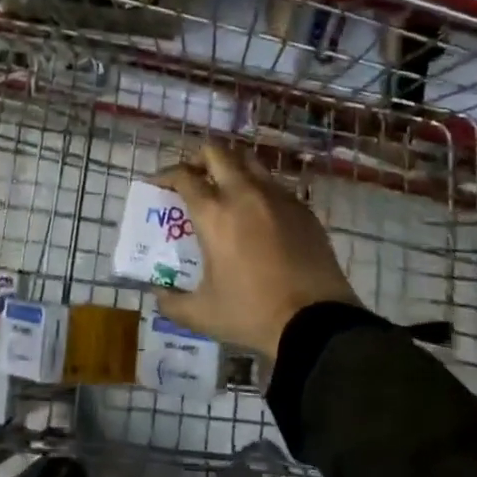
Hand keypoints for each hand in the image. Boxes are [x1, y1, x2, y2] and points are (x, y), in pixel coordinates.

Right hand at [154, 144, 359, 359]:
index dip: (166, 175)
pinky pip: (274, 184)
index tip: (159, 184)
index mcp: (214, 213)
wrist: (318, 324)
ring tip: (225, 188)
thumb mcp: (202, 314)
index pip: (184, 176)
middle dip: (198, 158)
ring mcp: (277, 197)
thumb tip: (158, 294)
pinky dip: (258, 188)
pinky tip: (258, 213)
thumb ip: (172, 302)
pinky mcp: (302, 208)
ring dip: (231, 166)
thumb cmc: (253, 313)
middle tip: (193, 176)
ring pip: (248, 161)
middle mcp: (244, 193)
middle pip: (216, 152)